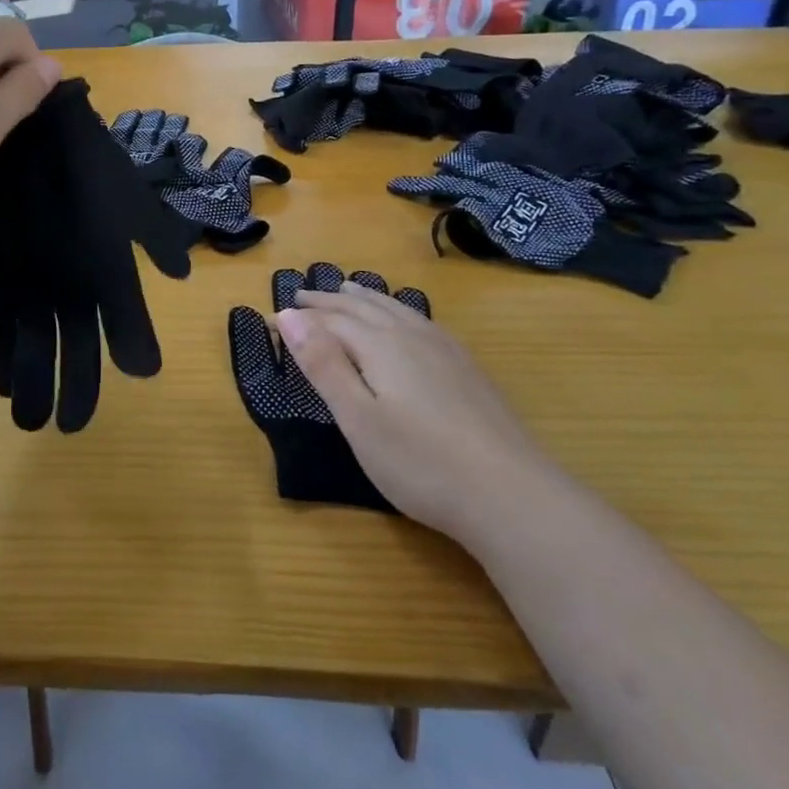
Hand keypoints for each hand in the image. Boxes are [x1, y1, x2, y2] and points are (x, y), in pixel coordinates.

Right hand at [278, 284, 562, 544]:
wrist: (515, 497)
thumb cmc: (421, 463)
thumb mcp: (358, 418)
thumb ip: (322, 364)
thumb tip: (287, 315)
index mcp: (380, 345)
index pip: (331, 320)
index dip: (301, 317)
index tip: (273, 315)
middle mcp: (412, 336)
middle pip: (363, 307)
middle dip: (330, 301)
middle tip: (303, 295)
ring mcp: (446, 351)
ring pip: (397, 309)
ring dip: (366, 298)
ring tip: (349, 291)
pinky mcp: (469, 369)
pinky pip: (422, 321)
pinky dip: (400, 311)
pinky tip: (407, 322)